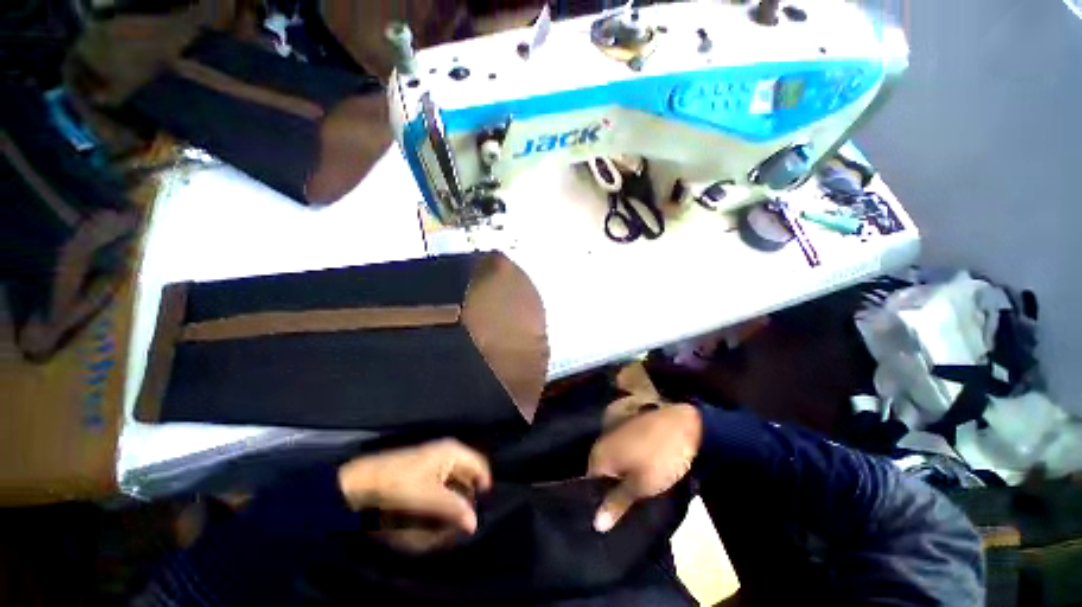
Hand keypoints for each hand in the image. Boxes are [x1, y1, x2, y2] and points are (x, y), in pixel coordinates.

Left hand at [338, 439, 491, 534]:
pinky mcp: (425, 470)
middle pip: (468, 473)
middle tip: (463, 518)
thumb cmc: (401, 484)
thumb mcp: (429, 497)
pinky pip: (443, 483)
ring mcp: (436, 459)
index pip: (479, 465)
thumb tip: (474, 524)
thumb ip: (454, 508)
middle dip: (468, 495)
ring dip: (455, 499)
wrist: (365, 480)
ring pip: (455, 480)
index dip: (483, 485)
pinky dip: (444, 497)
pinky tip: (437, 512)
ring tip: (450, 519)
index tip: (481, 508)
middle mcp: (448, 452)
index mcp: (453, 451)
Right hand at [588, 404, 701, 532]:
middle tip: (623, 513)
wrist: (681, 420)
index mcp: (598, 454)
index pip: (589, 485)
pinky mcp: (628, 429)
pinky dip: (629, 466)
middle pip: (601, 473)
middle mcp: (601, 442)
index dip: (598, 504)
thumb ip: (617, 503)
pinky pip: (622, 453)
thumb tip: (596, 524)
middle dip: (610, 491)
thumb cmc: (660, 455)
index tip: (609, 522)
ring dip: (621, 478)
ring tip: (633, 499)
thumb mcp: (641, 485)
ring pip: (613, 463)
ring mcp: (615, 433)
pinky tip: (640, 477)